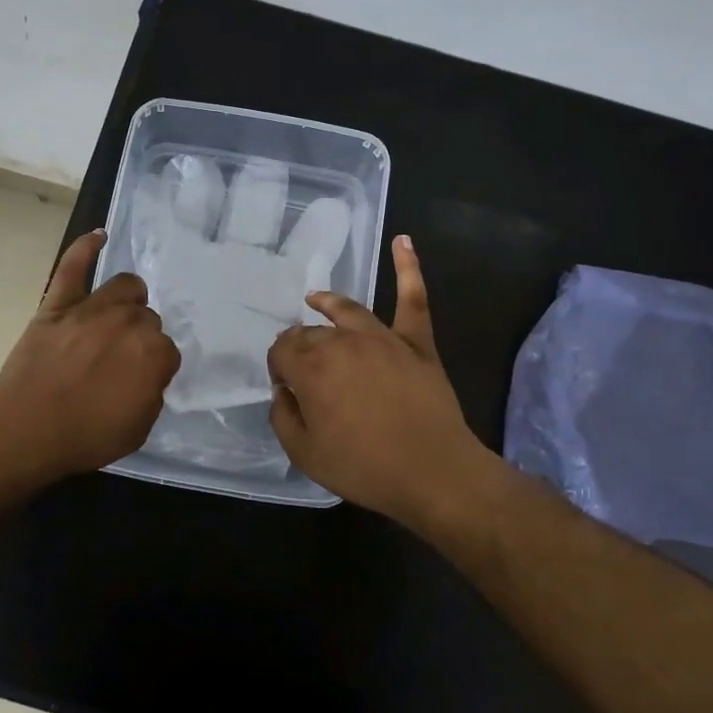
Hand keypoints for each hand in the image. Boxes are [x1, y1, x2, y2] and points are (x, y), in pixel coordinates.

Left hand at [0, 230, 180, 480]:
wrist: (27, 428)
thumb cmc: (86, 435)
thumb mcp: (139, 428)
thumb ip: (152, 394)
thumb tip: (147, 375)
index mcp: (155, 353)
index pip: (167, 351)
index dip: (154, 368)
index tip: (140, 381)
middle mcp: (130, 322)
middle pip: (148, 318)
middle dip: (140, 337)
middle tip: (121, 360)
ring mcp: (93, 308)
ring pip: (125, 287)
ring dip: (128, 300)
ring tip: (118, 315)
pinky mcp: (59, 303)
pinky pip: (73, 267)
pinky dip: (85, 248)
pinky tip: (98, 236)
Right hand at [267, 236, 493, 526]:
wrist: (433, 472)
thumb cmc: (364, 467)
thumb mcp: (304, 453)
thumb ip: (282, 416)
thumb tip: (283, 390)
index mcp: (311, 367)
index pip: (281, 351)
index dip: (278, 368)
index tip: (287, 390)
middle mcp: (342, 342)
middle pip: (310, 332)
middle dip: (299, 346)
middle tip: (303, 371)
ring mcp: (382, 337)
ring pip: (346, 310)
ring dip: (327, 302)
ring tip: (315, 299)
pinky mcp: (417, 342)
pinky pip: (413, 298)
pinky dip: (408, 267)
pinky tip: (403, 240)